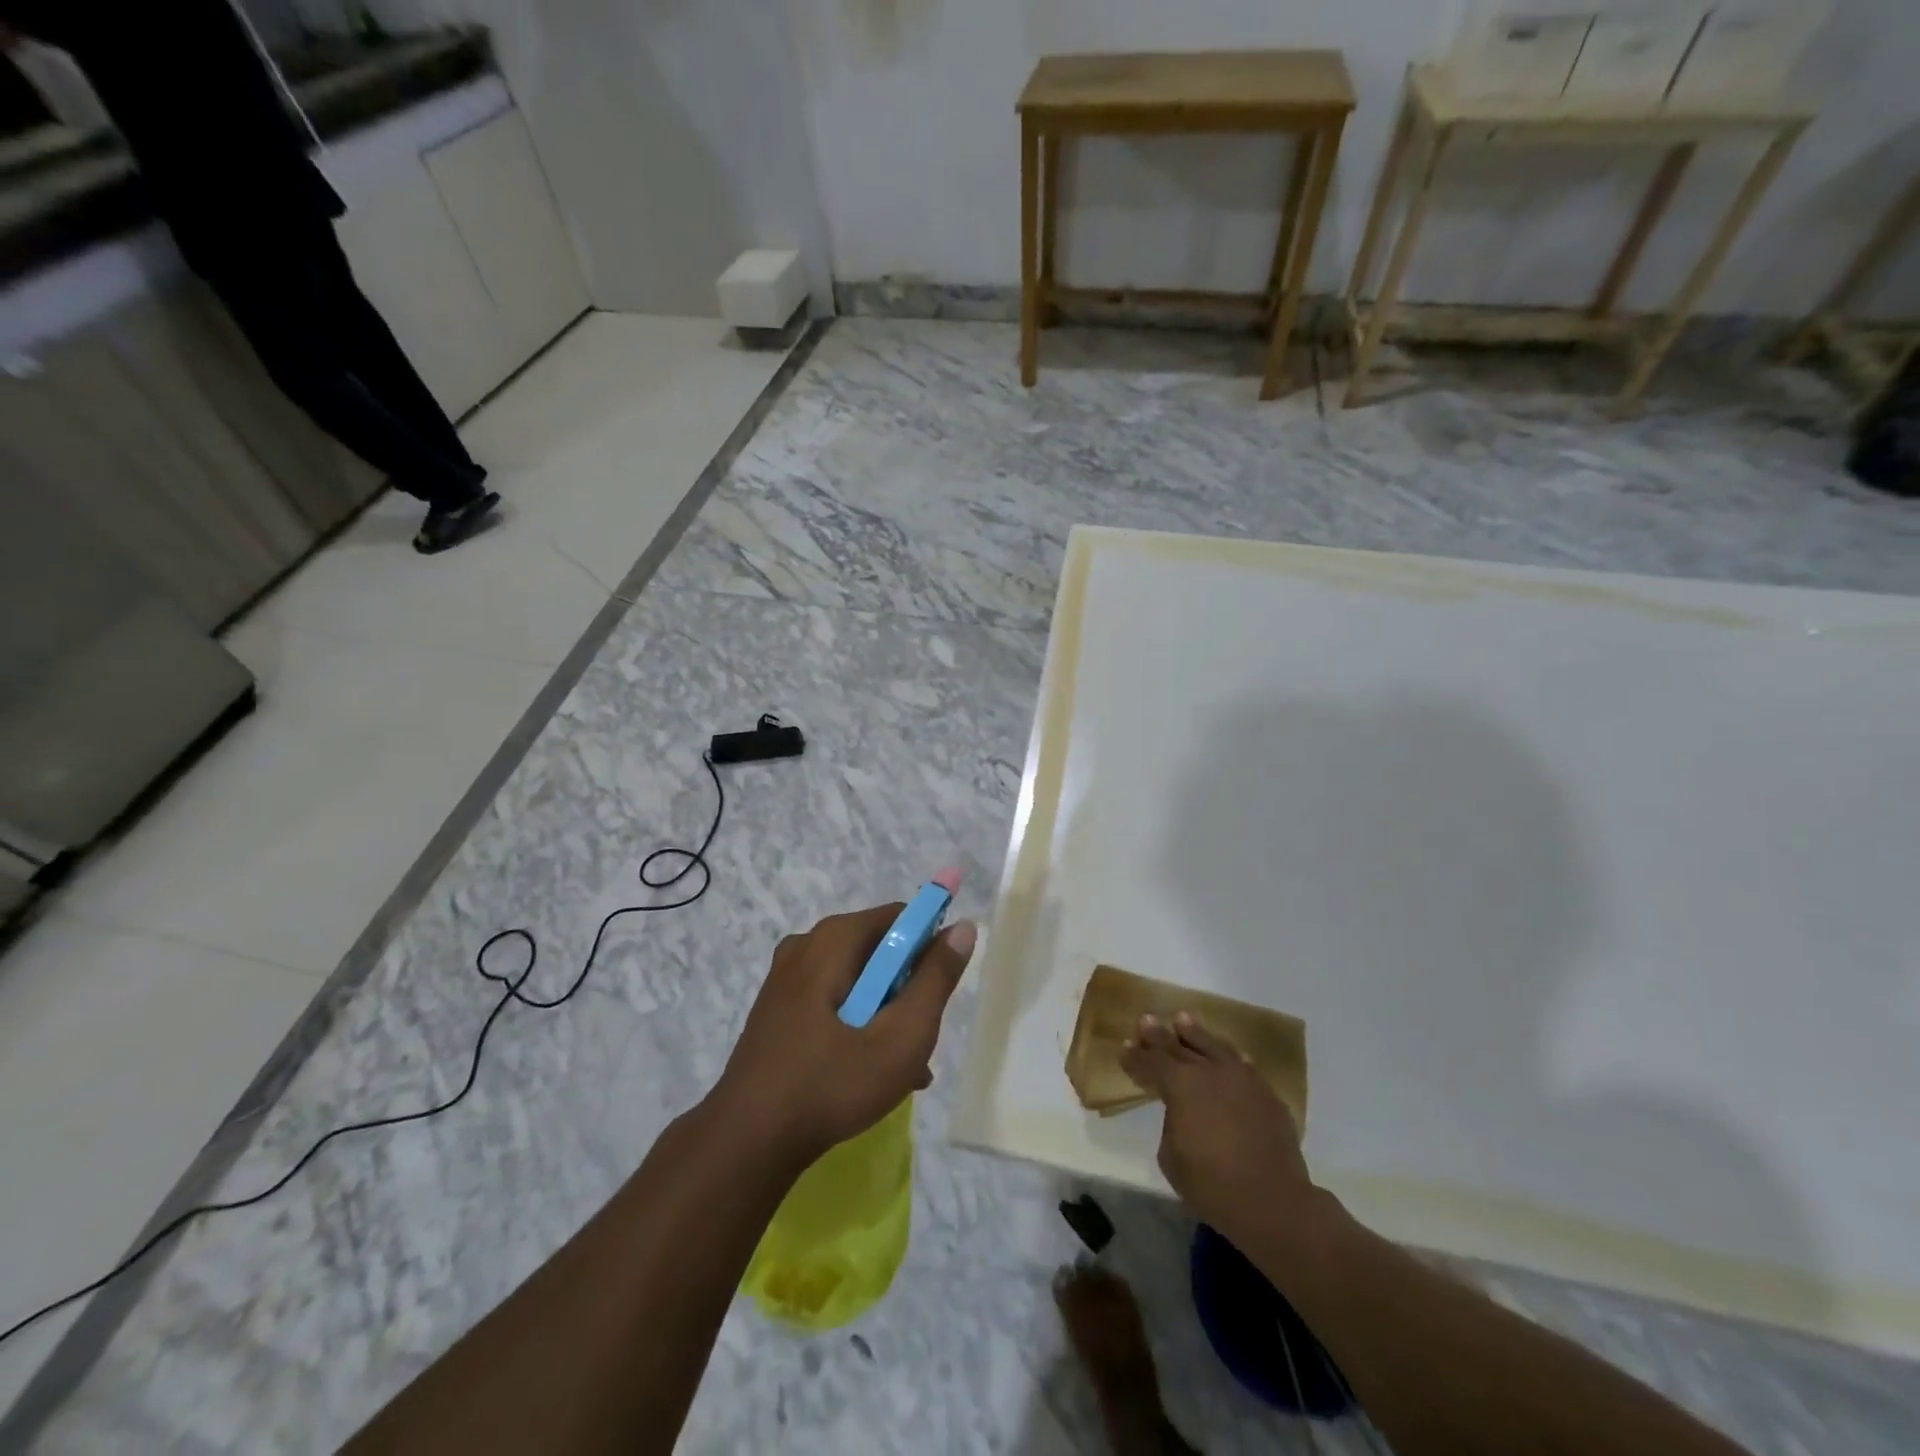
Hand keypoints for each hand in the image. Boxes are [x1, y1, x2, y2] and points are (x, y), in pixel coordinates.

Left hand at [710, 902, 976, 1165]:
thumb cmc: (832, 1084)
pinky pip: (832, 1001)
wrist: (746, 1142)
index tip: (936, 996)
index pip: (900, 918)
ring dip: (885, 1016)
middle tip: (917, 1041)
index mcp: (833, 939)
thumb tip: (963, 928)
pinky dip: (857, 1026)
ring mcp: (786, 978)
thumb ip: (936, 979)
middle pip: (879, 951)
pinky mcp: (777, 1009)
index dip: (929, 949)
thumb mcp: (902, 1035)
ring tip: (903, 1069)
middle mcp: (806, 945)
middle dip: (907, 992)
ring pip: (858, 982)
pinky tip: (871, 1073)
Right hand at [1120, 1013, 1317, 1245]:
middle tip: (1146, 1020)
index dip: (1135, 1056)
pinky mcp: (1267, 1095)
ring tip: (1184, 1020)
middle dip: (1159, 1035)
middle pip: (1178, 1047)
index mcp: (1180, 1085)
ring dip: (1195, 1033)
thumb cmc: (1211, 1184)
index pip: (1151, 1063)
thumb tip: (1182, 1114)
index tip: (1125, 1046)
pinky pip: (1244, 1067)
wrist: (1272, 1201)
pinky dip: (1233, 1058)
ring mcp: (1242, 1079)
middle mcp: (1209, 1071)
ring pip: (1214, 1046)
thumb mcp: (1171, 1157)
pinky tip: (1232, 1055)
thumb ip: (1172, 1124)